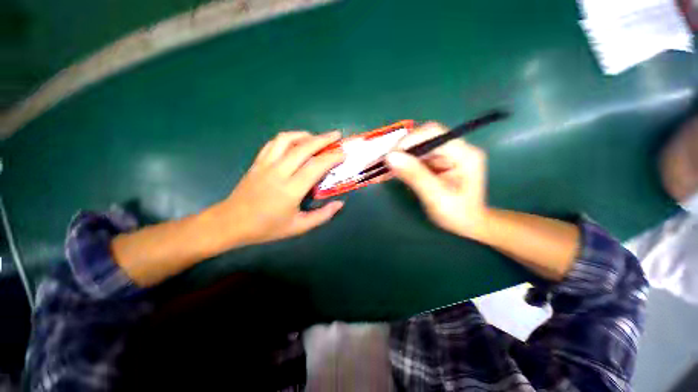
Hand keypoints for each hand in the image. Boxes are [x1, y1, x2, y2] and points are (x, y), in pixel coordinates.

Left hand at [211, 131, 344, 246]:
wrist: (231, 223)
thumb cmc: (267, 228)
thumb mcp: (299, 227)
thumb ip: (322, 216)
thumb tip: (340, 204)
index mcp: (291, 189)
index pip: (316, 166)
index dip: (332, 157)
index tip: (343, 154)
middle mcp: (279, 172)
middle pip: (304, 148)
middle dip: (323, 139)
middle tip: (336, 136)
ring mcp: (266, 164)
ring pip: (287, 140)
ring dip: (305, 135)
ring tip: (316, 137)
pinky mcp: (257, 162)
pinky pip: (273, 143)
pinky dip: (288, 138)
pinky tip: (295, 141)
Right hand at [386, 122, 489, 239]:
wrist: (467, 224)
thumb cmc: (456, 214)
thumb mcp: (435, 197)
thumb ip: (414, 175)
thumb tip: (390, 157)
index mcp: (464, 154)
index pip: (433, 133)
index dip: (409, 140)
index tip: (390, 156)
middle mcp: (456, 148)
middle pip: (424, 137)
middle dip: (402, 149)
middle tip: (384, 163)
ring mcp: (446, 154)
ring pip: (418, 146)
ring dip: (400, 156)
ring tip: (385, 168)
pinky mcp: (438, 161)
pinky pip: (417, 156)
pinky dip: (403, 163)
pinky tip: (393, 172)